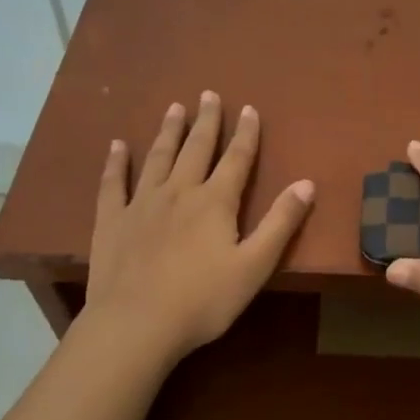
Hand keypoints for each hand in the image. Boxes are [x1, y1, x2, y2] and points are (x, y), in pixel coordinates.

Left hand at [81, 93, 313, 366]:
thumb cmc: (203, 300)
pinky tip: (116, 145)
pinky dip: (115, 162)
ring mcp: (142, 203)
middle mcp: (179, 192)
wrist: (136, 324)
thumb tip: (307, 183)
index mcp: (215, 202)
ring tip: (174, 108)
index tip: (249, 109)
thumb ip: (281, 223)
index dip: (246, 134)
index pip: (237, 159)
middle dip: (206, 121)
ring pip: (158, 157)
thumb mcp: (255, 265)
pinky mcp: (111, 221)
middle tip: (209, 95)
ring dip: (168, 131)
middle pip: (196, 148)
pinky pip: (113, 183)